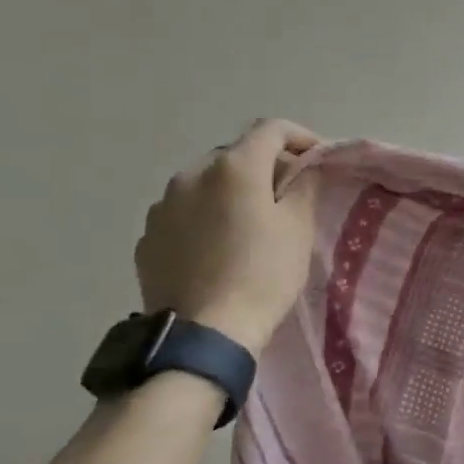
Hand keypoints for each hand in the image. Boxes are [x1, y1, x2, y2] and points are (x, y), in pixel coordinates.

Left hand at [135, 120, 320, 353]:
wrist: (205, 334)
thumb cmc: (262, 275)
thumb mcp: (298, 228)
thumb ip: (303, 186)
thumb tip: (302, 169)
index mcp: (233, 167)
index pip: (271, 129)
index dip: (299, 137)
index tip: (316, 158)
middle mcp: (191, 175)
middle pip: (236, 155)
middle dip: (264, 167)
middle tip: (287, 195)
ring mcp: (162, 206)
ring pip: (206, 184)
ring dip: (230, 192)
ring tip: (248, 224)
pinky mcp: (147, 238)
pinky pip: (183, 213)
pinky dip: (204, 217)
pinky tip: (218, 248)